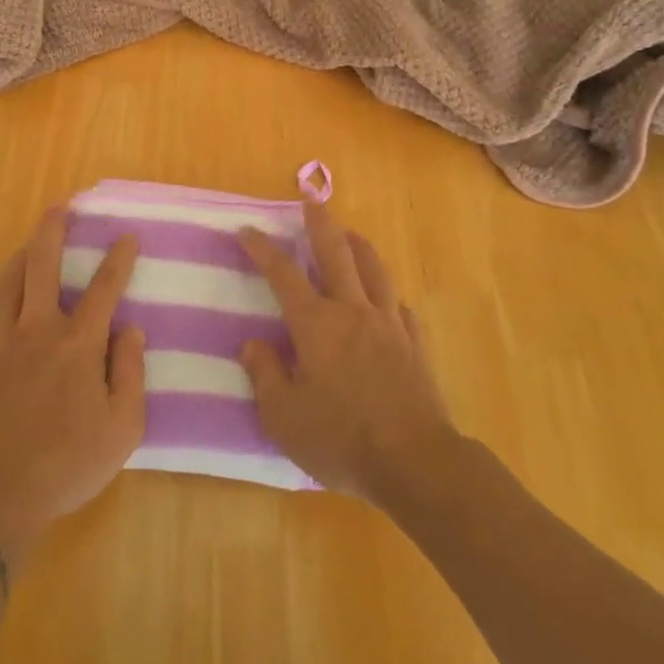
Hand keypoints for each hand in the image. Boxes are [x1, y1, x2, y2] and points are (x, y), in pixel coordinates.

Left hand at [0, 209, 145, 551]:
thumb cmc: (69, 462)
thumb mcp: (123, 427)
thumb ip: (131, 373)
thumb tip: (132, 331)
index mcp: (79, 344)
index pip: (104, 289)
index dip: (118, 260)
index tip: (126, 237)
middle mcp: (38, 330)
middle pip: (42, 265)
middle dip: (52, 230)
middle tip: (60, 207)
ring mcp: (0, 343)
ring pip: (7, 283)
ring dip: (21, 256)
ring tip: (30, 243)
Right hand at [236, 203, 457, 507]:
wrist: (415, 463)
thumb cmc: (341, 439)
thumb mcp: (284, 416)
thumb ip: (265, 375)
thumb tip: (253, 344)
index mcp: (316, 325)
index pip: (283, 274)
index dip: (262, 249)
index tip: (247, 230)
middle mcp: (353, 313)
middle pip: (336, 254)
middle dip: (321, 224)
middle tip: (312, 201)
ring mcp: (390, 326)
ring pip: (376, 272)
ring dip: (360, 247)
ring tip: (352, 235)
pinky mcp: (416, 346)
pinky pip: (403, 310)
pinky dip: (391, 298)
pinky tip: (390, 303)